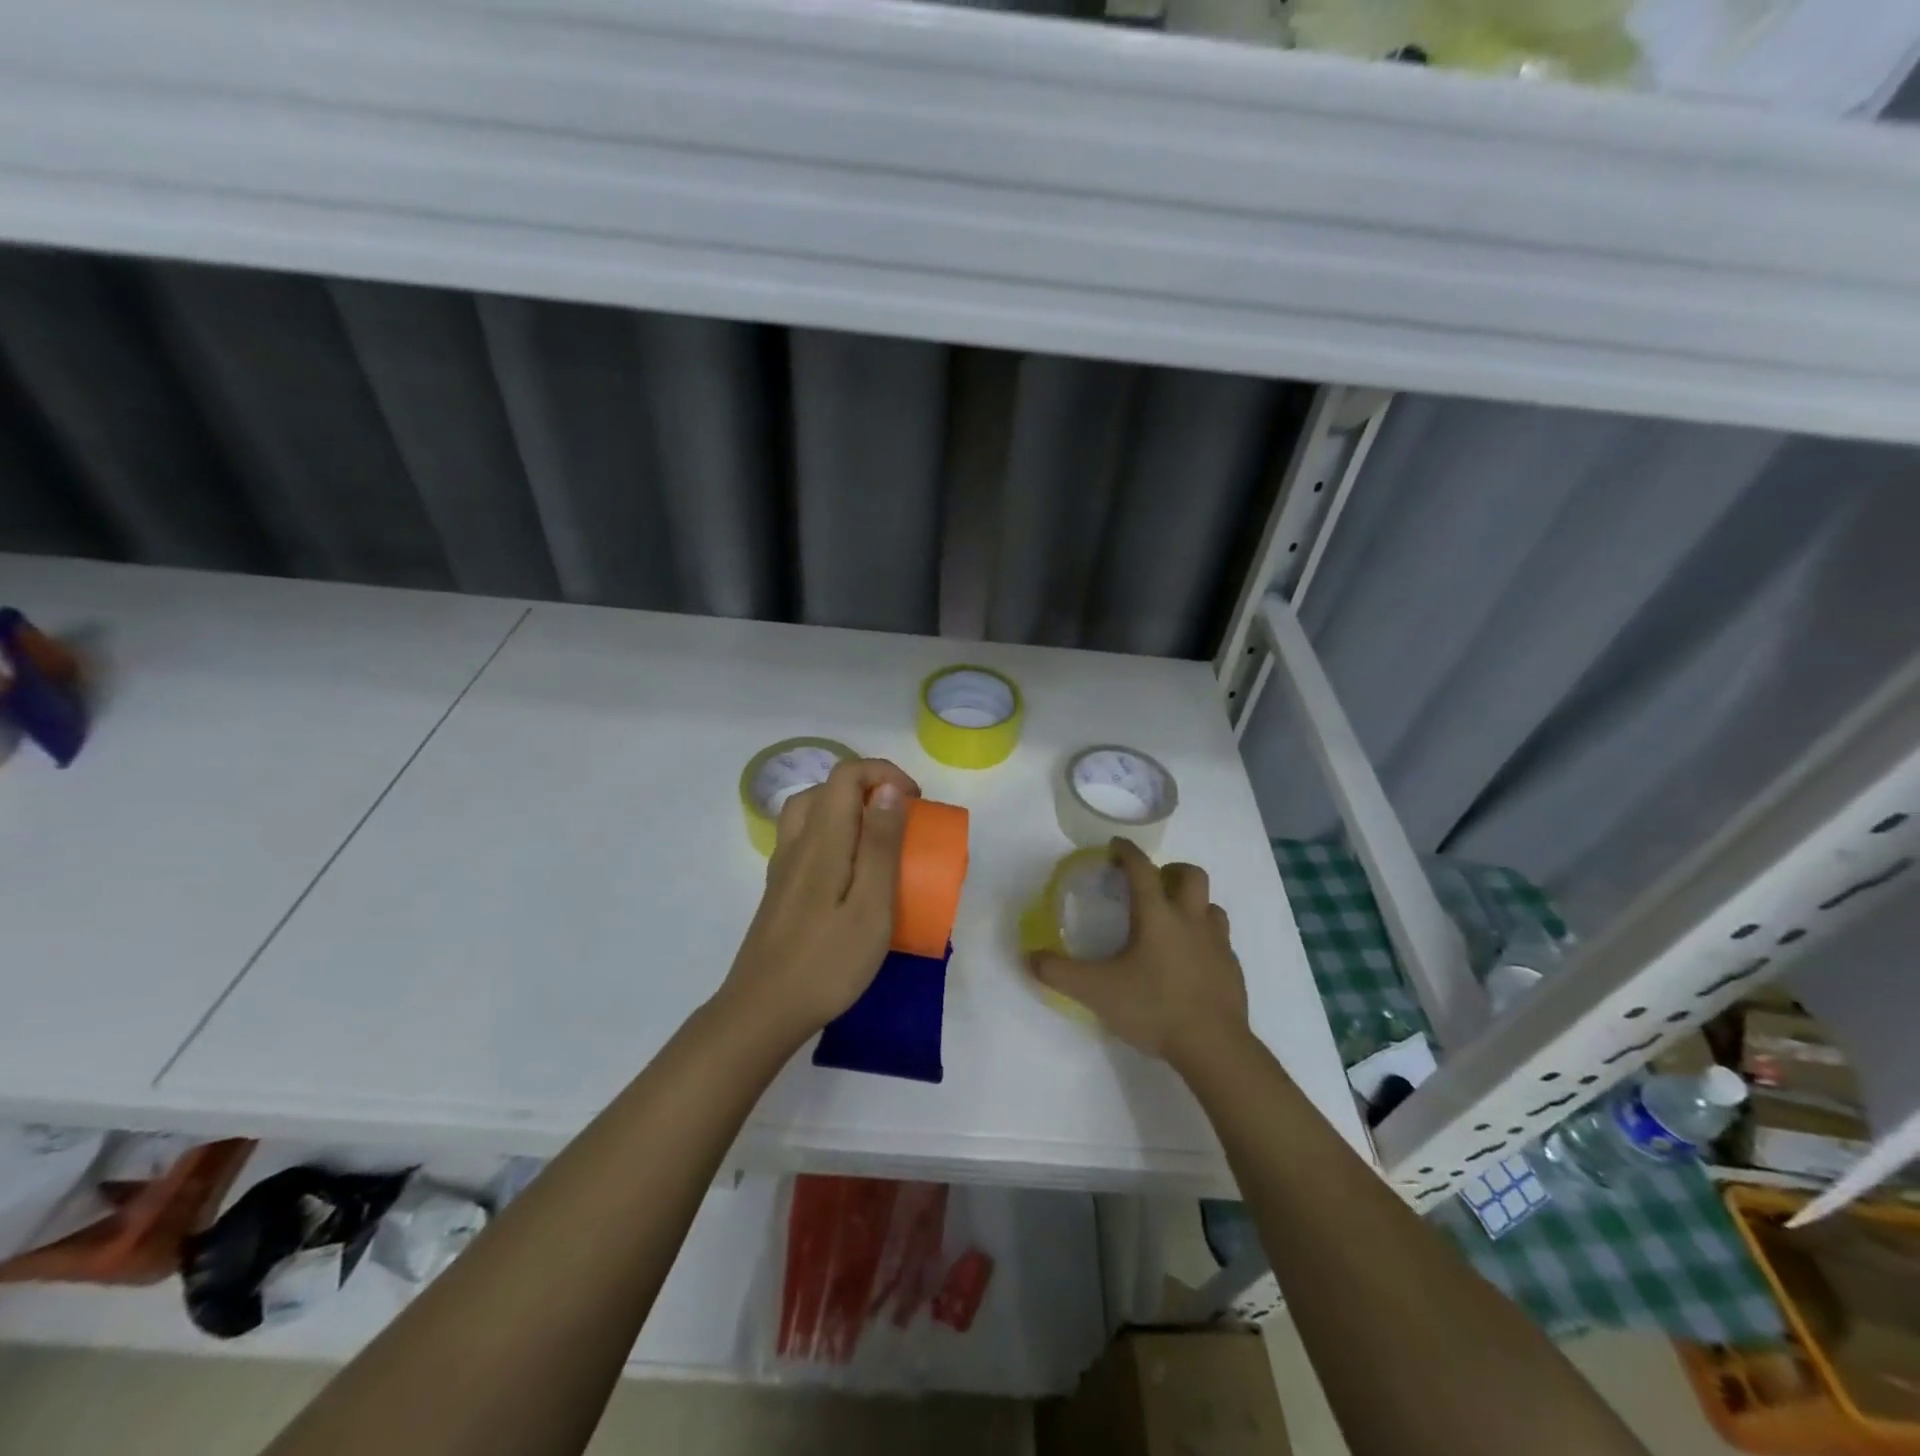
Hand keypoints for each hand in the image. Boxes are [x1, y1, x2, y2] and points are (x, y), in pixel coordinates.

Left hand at [719, 758, 920, 1046]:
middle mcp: (797, 843)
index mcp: (822, 840)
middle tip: (899, 818)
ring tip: (876, 838)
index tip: (915, 802)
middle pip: (825, 788)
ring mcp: (782, 867)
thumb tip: (887, 789)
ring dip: (846, 810)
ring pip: (810, 812)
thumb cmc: (827, 963)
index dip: (883, 773)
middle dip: (867, 788)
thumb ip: (880, 845)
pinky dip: (832, 835)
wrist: (762, 1011)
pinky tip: (849, 872)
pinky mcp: (779, 890)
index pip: (846, 775)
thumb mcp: (871, 906)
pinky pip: (805, 840)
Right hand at [1027, 839, 1249, 1072]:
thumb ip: (1059, 972)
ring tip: (1173, 921)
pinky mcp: (1232, 969)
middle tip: (1152, 884)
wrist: (1214, 1047)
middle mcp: (1191, 920)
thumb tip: (1029, 957)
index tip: (1116, 845)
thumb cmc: (1154, 1009)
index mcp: (1158, 916)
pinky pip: (1221, 940)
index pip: (1142, 869)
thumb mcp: (1096, 992)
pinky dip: (1205, 939)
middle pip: (1191, 875)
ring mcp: (1217, 944)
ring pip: (1211, 906)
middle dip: (1171, 870)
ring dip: (1193, 904)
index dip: (1127, 852)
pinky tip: (1191, 960)